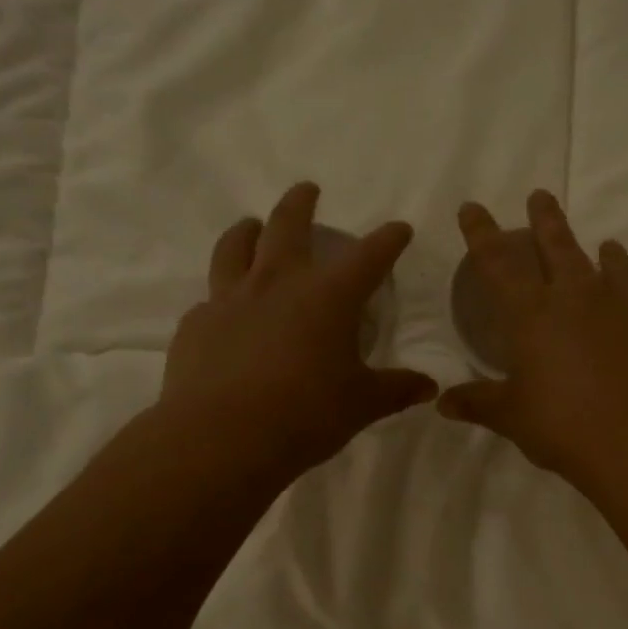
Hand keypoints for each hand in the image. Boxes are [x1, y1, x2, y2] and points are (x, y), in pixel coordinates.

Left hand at [163, 183, 438, 476]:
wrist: (221, 438)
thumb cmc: (305, 415)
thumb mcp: (361, 405)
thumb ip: (395, 390)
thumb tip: (429, 387)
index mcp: (328, 296)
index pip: (369, 256)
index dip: (388, 239)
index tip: (399, 229)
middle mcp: (278, 283)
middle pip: (288, 225)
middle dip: (301, 203)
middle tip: (308, 190)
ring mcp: (231, 299)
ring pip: (236, 246)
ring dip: (248, 230)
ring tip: (253, 226)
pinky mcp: (197, 324)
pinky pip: (211, 298)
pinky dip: (223, 295)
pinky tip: (224, 310)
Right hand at [439, 190, 627, 485]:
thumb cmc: (564, 425)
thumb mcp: (513, 417)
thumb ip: (479, 403)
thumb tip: (443, 403)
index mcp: (533, 315)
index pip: (498, 263)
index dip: (482, 233)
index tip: (473, 208)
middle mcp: (578, 300)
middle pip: (558, 247)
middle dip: (546, 220)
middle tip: (541, 196)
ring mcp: (624, 312)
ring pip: (612, 268)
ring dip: (606, 253)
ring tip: (607, 244)